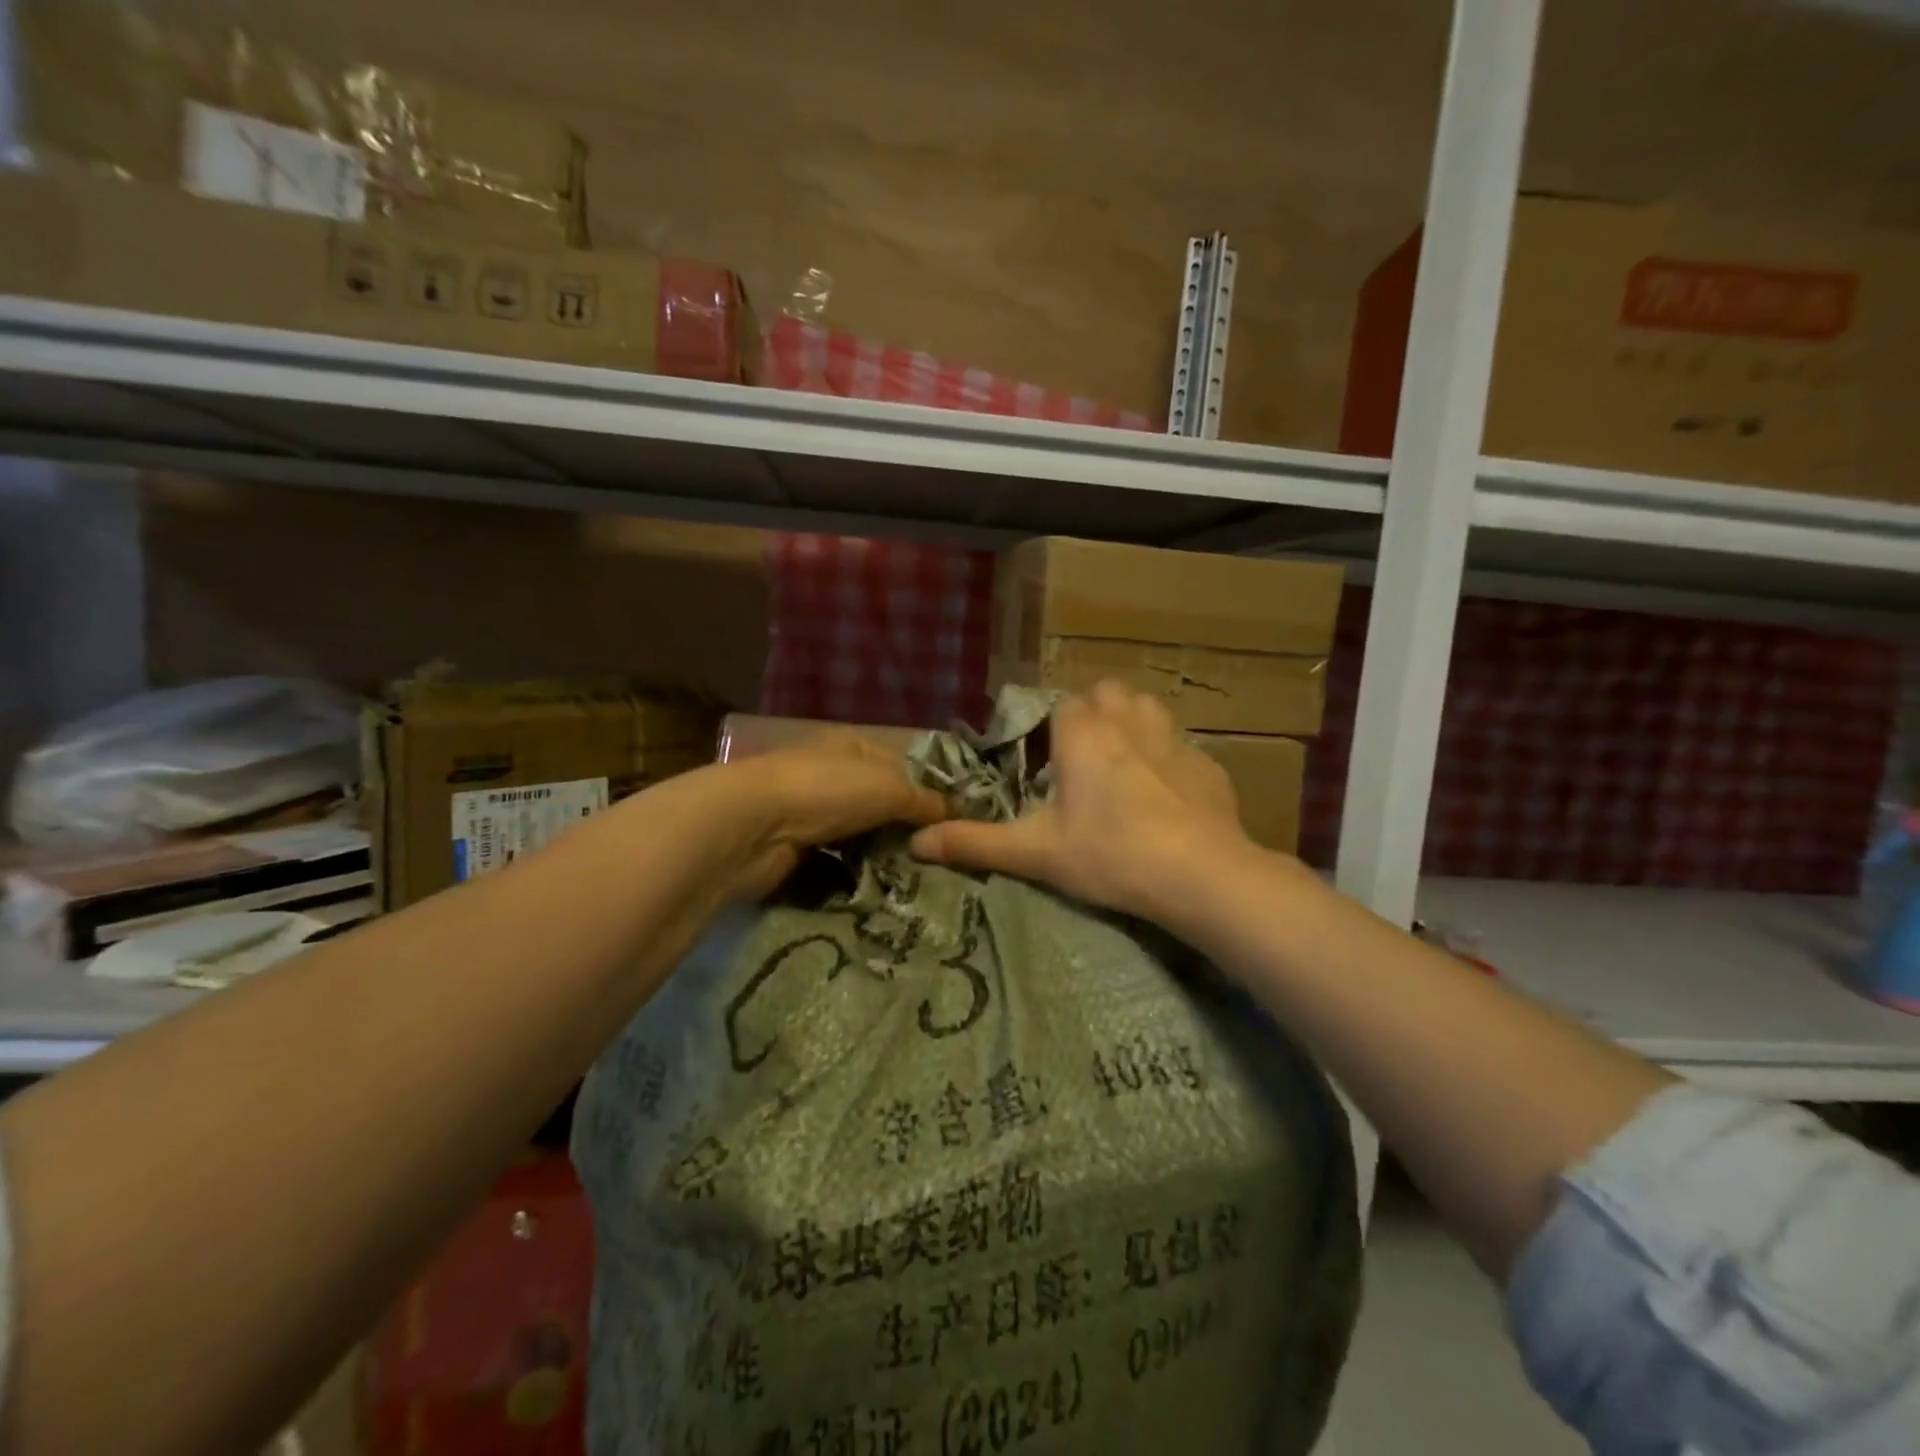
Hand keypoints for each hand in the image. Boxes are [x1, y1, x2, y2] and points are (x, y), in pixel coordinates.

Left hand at [717, 731, 946, 899]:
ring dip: (882, 857)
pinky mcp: (797, 849)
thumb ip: (925, 801)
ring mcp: (811, 813)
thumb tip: (957, 814)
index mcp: (854, 746)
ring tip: (918, 882)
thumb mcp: (889, 788)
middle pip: (881, 805)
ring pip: (860, 837)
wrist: (751, 827)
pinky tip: (881, 892)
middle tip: (941, 862)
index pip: (903, 768)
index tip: (956, 825)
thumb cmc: (826, 791)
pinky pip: (837, 864)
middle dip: (906, 832)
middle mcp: (833, 775)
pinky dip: (855, 876)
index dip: (929, 794)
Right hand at [909, 682, 1251, 922]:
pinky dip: (1170, 761)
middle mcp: (1128, 722)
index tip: (1049, 764)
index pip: (1063, 705)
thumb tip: (915, 843)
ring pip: (1149, 708)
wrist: (1199, 874)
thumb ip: (975, 843)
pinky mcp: (1208, 765)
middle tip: (1084, 761)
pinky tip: (1169, 798)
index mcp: (1083, 734)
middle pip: (1108, 693)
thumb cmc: (1108, 854)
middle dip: (1095, 714)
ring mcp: (1174, 740)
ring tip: (1125, 767)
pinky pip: (1183, 747)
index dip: (1053, 730)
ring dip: (1134, 724)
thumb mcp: (1035, 853)